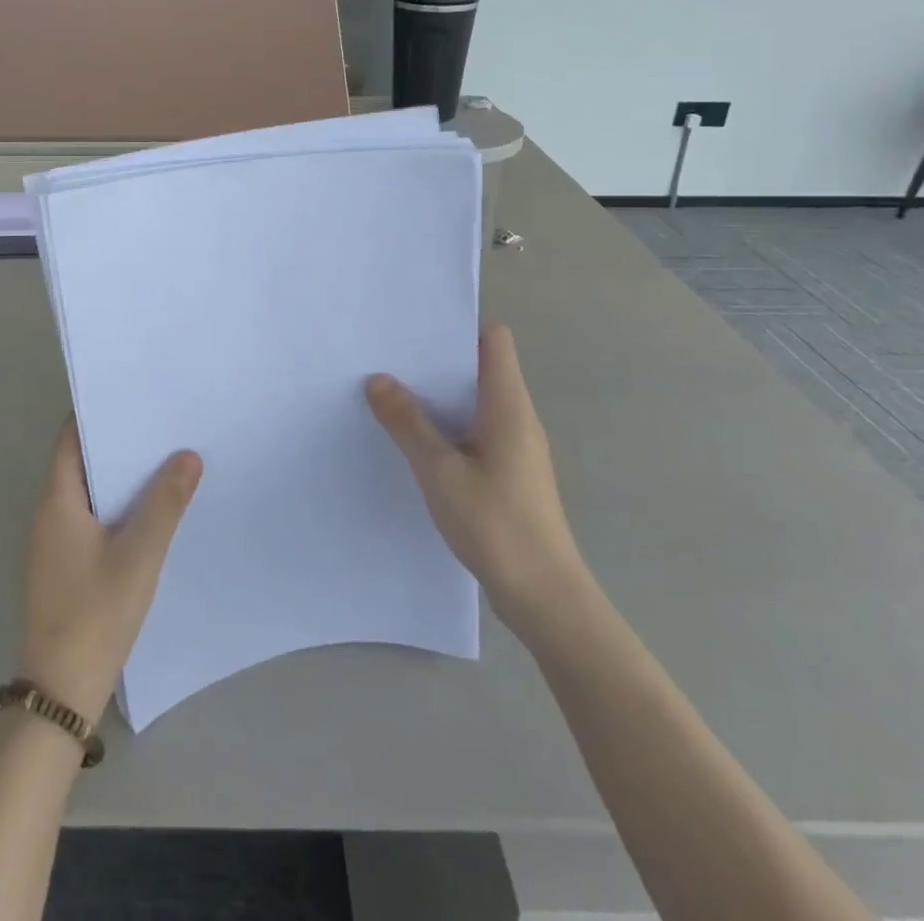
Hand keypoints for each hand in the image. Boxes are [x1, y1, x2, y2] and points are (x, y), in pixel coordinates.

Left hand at [19, 418, 201, 721]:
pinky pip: (92, 517)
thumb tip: (188, 454)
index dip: (99, 413)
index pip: (71, 437)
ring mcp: (54, 541)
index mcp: (57, 500)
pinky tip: (151, 508)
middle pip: (81, 461)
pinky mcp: (65, 564)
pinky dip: (117, 504)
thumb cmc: (96, 614)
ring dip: (120, 475)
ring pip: (89, 491)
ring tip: (165, 456)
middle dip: (118, 442)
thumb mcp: (139, 555)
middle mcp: (49, 513)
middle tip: (162, 423)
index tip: (134, 395)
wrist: (60, 691)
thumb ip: (165, 503)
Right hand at [366, 324, 589, 638]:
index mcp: (507, 405)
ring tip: (393, 391)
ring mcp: (516, 447)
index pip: (494, 340)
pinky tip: (415, 439)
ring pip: (475, 401)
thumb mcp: (440, 471)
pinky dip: (447, 425)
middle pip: (481, 366)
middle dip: (438, 358)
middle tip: (390, 355)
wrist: (545, 597)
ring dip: (440, 395)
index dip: (460, 325)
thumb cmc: (496, 525)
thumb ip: (408, 423)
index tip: (417, 325)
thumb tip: (378, 380)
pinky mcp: (510, 473)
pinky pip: (475, 431)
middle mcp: (517, 418)